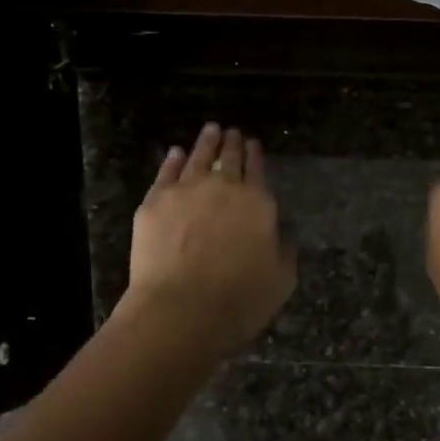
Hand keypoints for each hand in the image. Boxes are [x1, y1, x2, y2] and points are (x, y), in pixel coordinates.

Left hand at [123, 123, 295, 355]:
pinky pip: (167, 172)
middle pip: (229, 157)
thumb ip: (284, 250)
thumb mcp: (281, 279)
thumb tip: (282, 233)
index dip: (256, 155)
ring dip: (206, 141)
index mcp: (258, 203)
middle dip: (232, 143)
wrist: (181, 310)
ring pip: (198, 156)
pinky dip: (173, 160)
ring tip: (210, 130)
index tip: (253, 143)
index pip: (258, 170)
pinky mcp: (155, 201)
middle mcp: (224, 187)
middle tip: (232, 132)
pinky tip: (176, 153)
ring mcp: (187, 190)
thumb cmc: (239, 300)